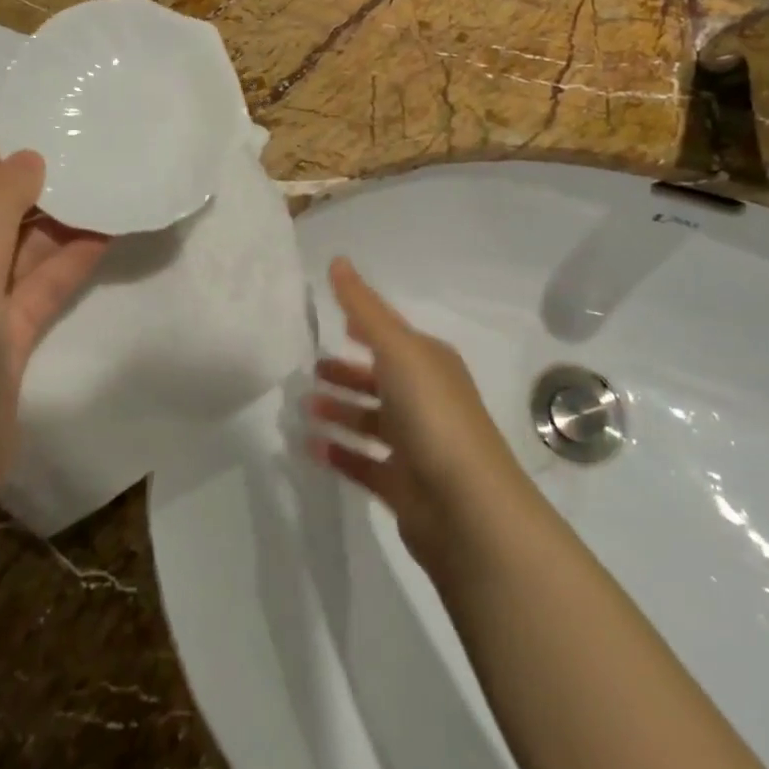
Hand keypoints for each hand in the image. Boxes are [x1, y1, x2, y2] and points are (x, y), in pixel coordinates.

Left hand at [0, 141, 107, 507]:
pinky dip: (68, 260)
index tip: (61, 124)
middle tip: (98, 154)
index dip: (8, 152)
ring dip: (61, 222)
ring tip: (111, 186)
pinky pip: (38, 282)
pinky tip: (107, 233)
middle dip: (42, 186)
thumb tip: (31, 156)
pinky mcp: (3, 330)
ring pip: (21, 245)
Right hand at [304, 257, 528, 571]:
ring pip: (370, 420)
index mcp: (430, 363)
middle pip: (379, 379)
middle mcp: (426, 399)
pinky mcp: (403, 485)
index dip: (363, 324)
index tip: (330, 320)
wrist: (466, 508)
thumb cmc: (432, 414)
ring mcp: (416, 445)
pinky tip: (309, 446)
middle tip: (306, 369)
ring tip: (302, 407)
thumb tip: (338, 260)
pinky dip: (339, 452)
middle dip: (345, 372)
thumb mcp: (397, 349)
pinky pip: (363, 462)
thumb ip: (363, 307)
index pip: (391, 335)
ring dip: (338, 411)